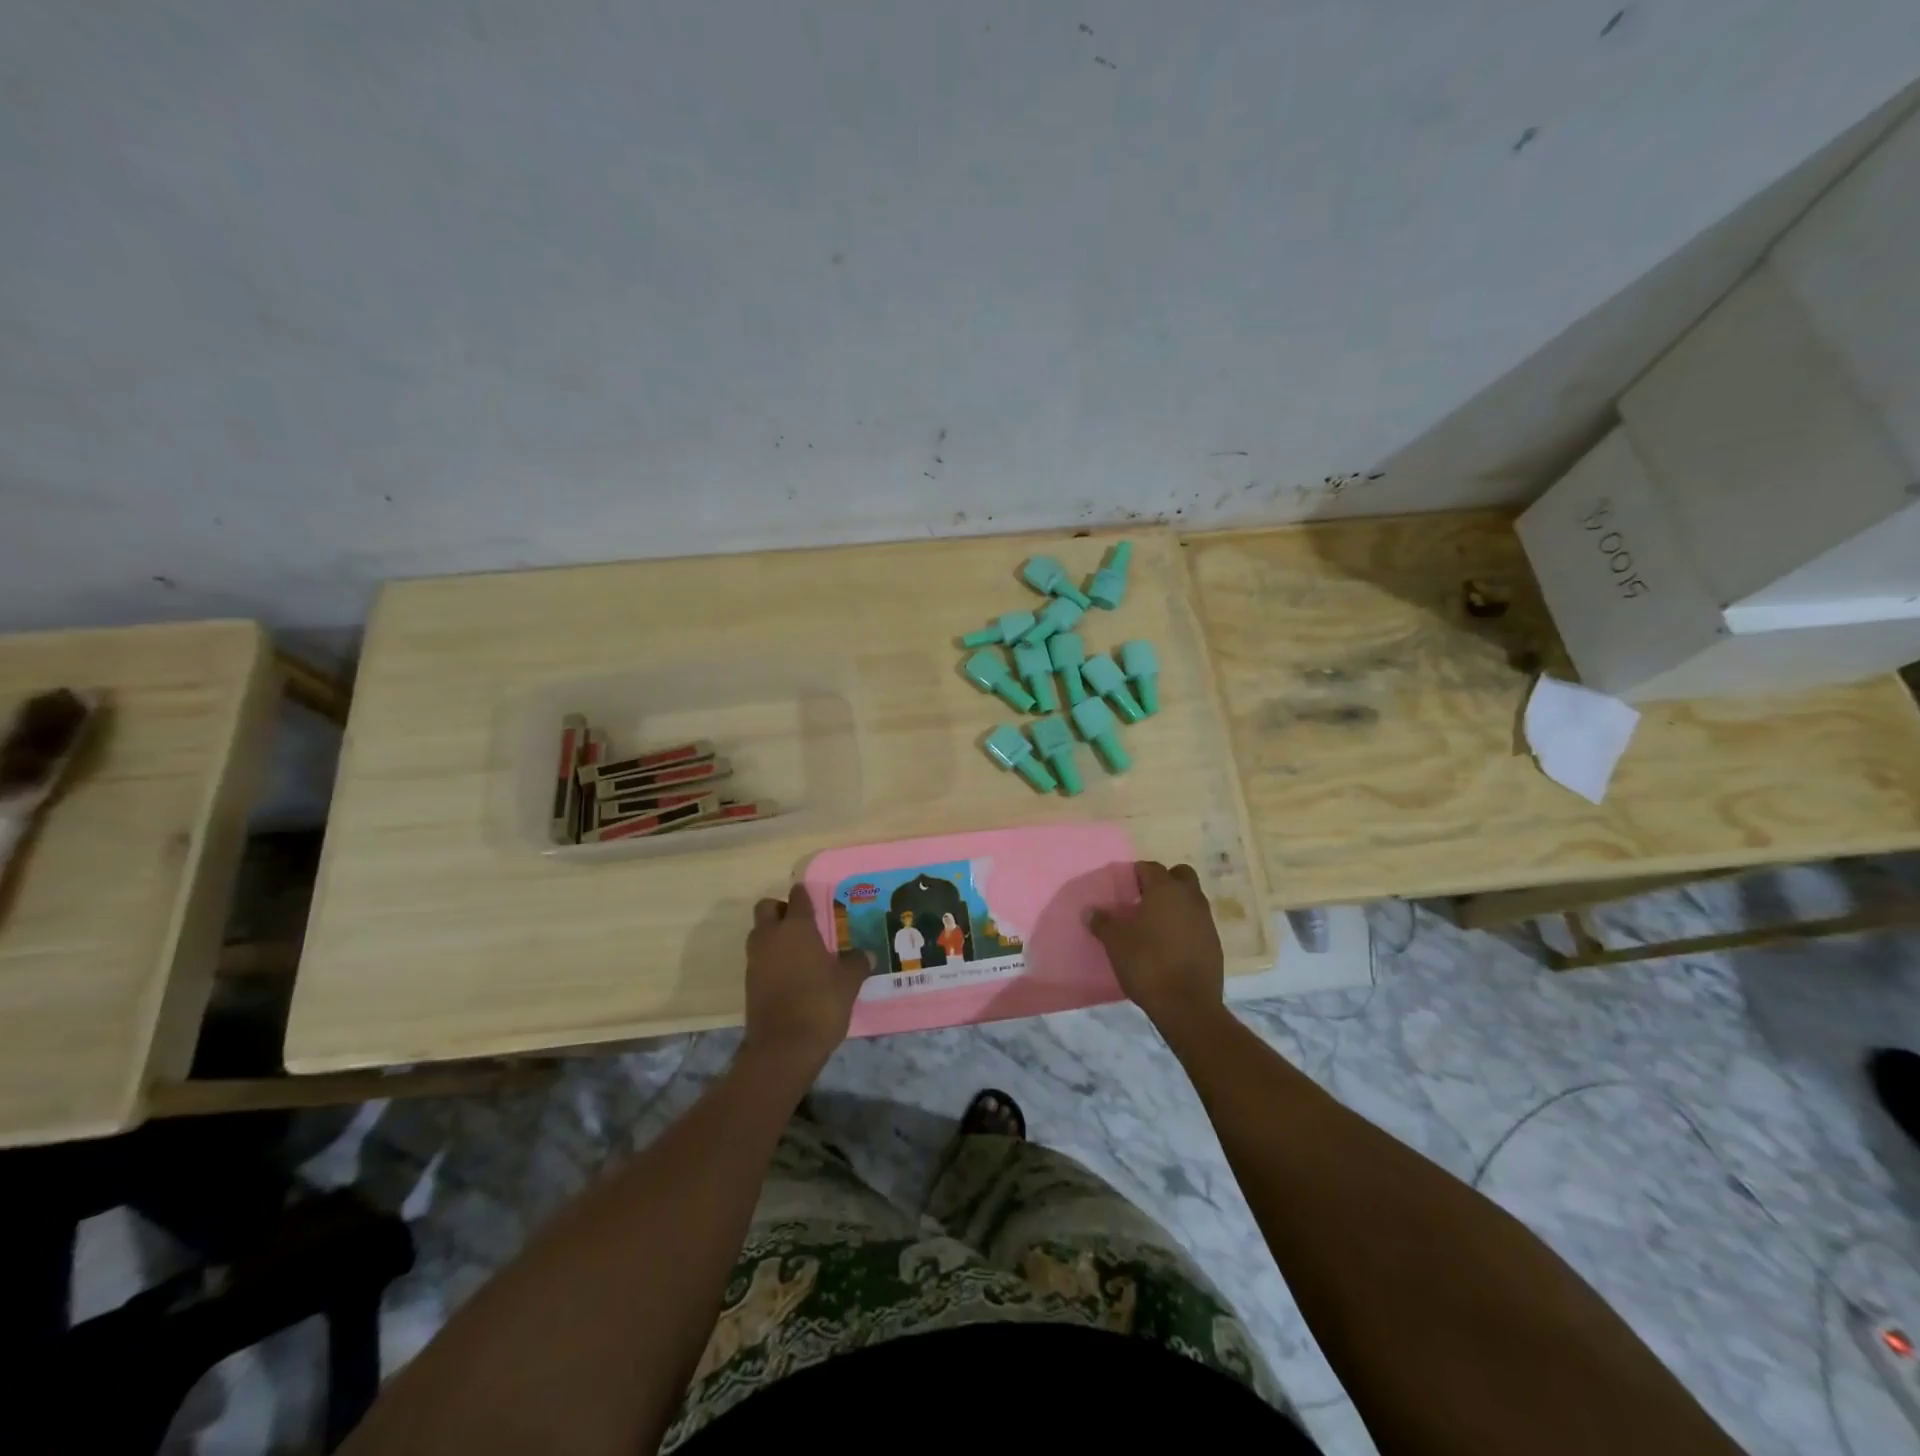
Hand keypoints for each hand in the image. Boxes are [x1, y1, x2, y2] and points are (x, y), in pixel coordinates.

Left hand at [742, 883, 873, 1079]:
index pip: (798, 897)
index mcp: (797, 928)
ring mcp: (756, 960)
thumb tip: (866, 954)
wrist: (783, 1048)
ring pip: (759, 933)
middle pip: (767, 908)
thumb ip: (857, 963)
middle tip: (802, 924)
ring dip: (773, 935)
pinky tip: (791, 974)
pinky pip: (759, 958)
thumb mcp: (849, 982)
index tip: (816, 899)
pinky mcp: (749, 982)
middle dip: (781, 910)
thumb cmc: (820, 1004)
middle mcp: (771, 936)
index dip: (806, 895)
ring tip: (798, 951)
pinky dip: (770, 959)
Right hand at [1089, 862, 1225, 1034]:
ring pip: (1192, 899)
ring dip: (1176, 905)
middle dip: (1164, 881)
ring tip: (1155, 925)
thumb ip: (1102, 922)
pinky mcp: (1215, 943)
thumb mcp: (1115, 942)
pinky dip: (1186, 926)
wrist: (1187, 1006)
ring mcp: (1206, 920)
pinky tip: (1170, 946)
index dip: (1136, 874)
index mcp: (1165, 890)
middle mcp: (1190, 898)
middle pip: (1180, 875)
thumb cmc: (1147, 964)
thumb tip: (1090, 910)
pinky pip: (1198, 923)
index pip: (1150, 867)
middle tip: (1144, 900)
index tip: (1124, 888)